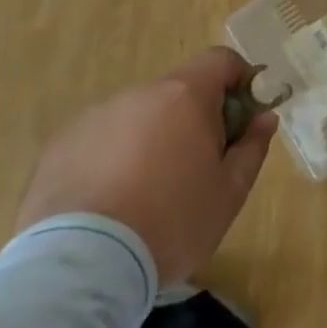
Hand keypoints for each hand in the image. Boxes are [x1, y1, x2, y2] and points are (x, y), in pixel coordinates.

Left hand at [16, 47, 277, 286]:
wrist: (80, 267)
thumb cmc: (170, 223)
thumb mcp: (229, 193)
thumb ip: (252, 148)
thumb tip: (264, 117)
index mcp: (185, 96)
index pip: (221, 60)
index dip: (240, 80)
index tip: (244, 116)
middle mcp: (140, 94)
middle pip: (179, 91)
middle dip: (195, 119)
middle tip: (198, 167)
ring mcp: (96, 117)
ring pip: (139, 117)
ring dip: (152, 139)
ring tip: (147, 194)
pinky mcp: (61, 146)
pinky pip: (102, 141)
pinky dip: (114, 159)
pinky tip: (110, 204)